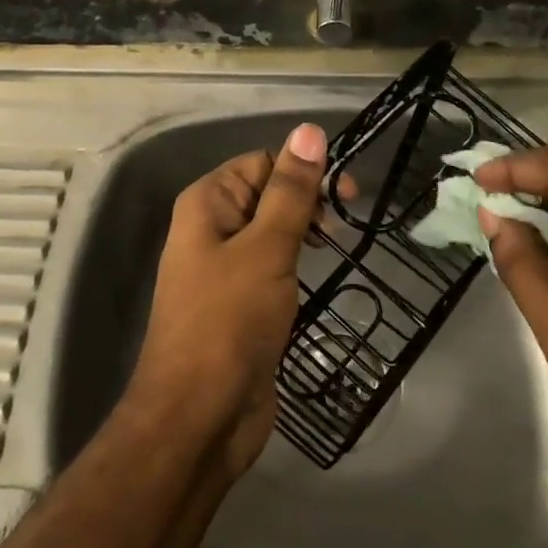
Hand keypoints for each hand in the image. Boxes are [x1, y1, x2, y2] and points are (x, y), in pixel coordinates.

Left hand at [128, 123, 331, 477]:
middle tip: (343, 228)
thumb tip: (309, 130)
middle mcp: (211, 228)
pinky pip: (272, 268)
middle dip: (307, 202)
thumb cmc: (229, 321)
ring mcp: (224, 269)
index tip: (348, 195)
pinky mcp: (239, 304)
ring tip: (336, 249)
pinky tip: (318, 279)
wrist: (199, 417)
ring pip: (272, 233)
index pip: (263, 162)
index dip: (305, 170)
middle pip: (267, 194)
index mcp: (208, 203)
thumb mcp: (266, 248)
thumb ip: (291, 190)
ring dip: (305, 235)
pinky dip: (296, 267)